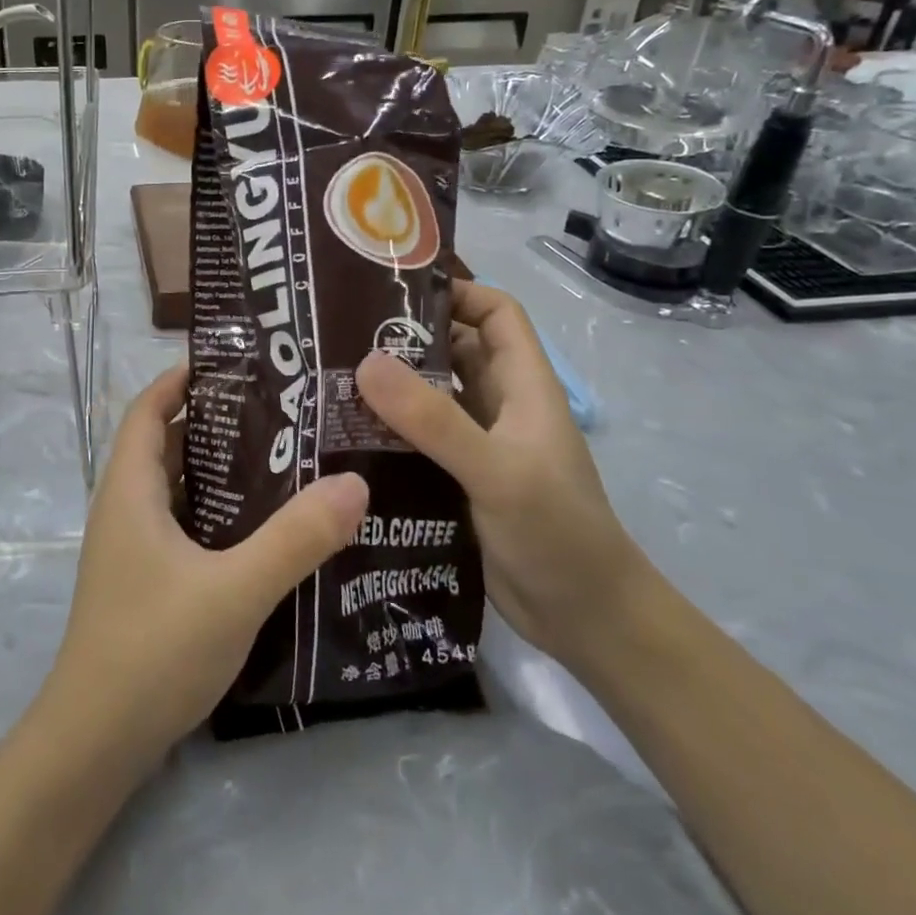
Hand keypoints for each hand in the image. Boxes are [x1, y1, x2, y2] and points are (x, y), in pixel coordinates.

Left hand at [36, 364, 369, 770]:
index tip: (235, 361)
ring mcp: (132, 547)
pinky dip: (216, 511)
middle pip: (166, 442)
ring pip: (177, 486)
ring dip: (218, 468)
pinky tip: (263, 526)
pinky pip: (182, 523)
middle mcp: (124, 507)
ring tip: (282, 456)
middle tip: (279, 408)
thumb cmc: (154, 649)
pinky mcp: (145, 579)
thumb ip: (295, 538)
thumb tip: (354, 482)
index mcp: (129, 489)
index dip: (182, 378)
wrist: (96, 742)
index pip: (148, 408)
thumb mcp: (234, 590)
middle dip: (215, 420)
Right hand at [354, 283, 652, 669]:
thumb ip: (434, 419)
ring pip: (429, 396)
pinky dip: (386, 430)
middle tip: (339, 333)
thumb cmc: (557, 533)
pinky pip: (416, 439)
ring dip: (389, 386)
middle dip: (404, 337)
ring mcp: (477, 444)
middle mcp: (499, 406)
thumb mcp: (496, 470)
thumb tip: (365, 361)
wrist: (586, 622)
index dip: (456, 293)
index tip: (393, 293)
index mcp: (522, 385)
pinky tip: (344, 435)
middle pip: (452, 350)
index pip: (495, 313)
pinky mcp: (456, 479)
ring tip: (329, 379)